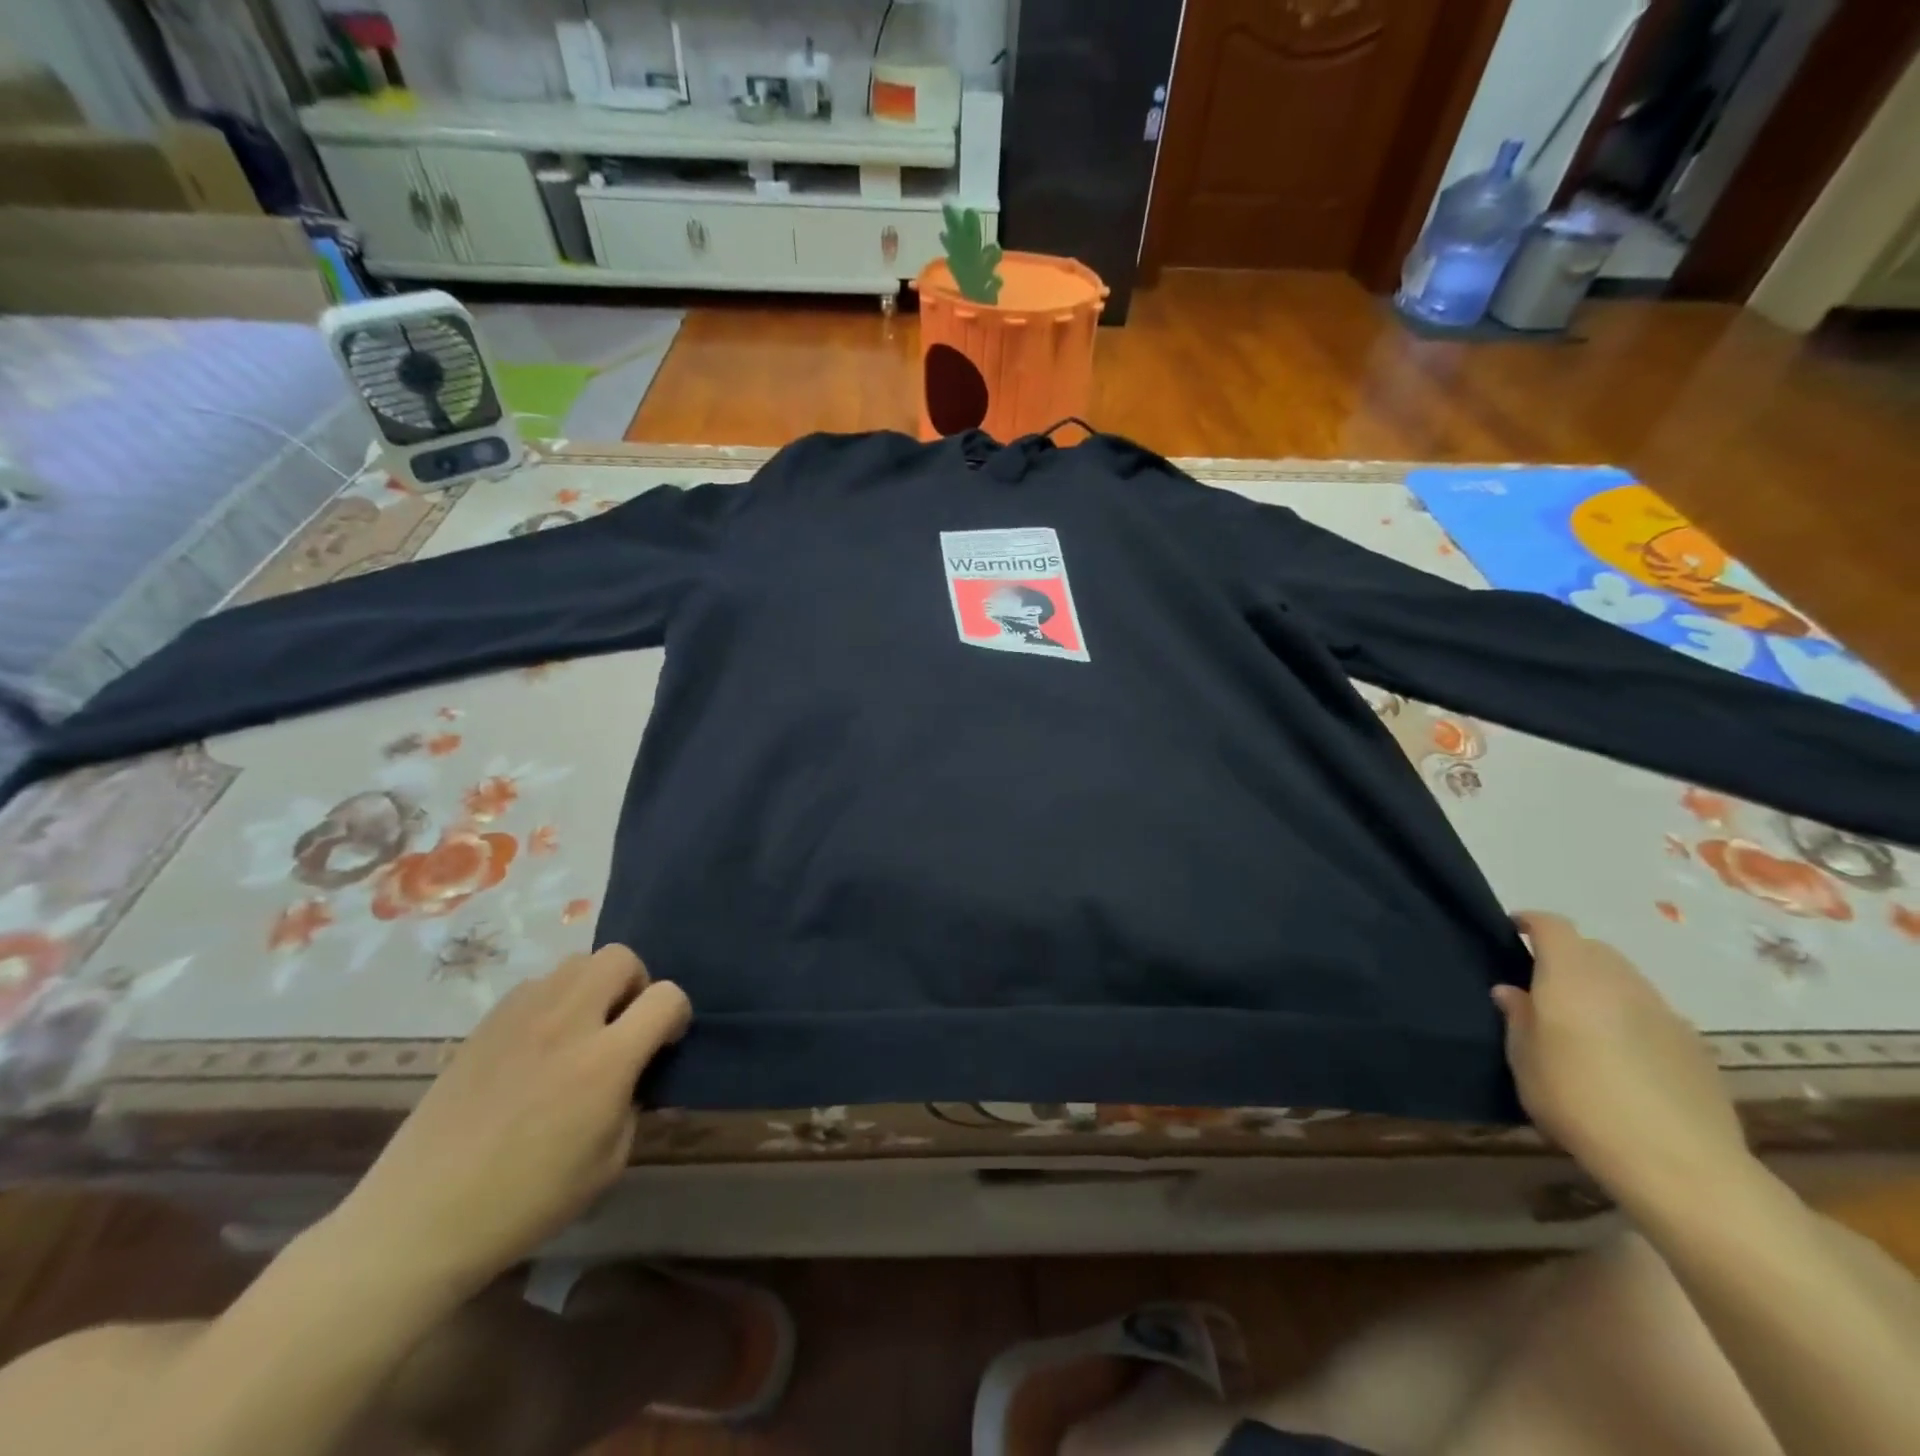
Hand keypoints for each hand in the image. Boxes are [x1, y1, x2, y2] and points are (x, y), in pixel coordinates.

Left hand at [335, 945, 689, 1292]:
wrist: (421, 1218)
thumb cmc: (526, 1202)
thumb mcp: (608, 1163)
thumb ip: (634, 1104)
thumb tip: (636, 1076)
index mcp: (605, 1061)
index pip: (667, 997)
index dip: (676, 1015)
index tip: (664, 1043)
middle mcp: (567, 1022)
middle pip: (620, 958)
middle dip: (635, 983)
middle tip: (623, 1025)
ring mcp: (522, 1016)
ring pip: (577, 962)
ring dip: (593, 986)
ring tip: (581, 1030)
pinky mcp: (486, 1023)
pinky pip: (537, 984)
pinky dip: (553, 1000)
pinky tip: (539, 1043)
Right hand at [1496, 911, 1746, 1193]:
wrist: (1679, 1163)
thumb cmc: (1578, 1101)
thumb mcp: (1524, 1061)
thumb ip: (1518, 1018)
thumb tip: (1513, 991)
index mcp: (1572, 977)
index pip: (1553, 926)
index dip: (1531, 922)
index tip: (1512, 930)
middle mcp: (1620, 982)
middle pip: (1593, 949)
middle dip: (1567, 955)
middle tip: (1542, 983)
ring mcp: (1664, 1012)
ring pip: (1626, 979)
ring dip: (1600, 986)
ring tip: (1582, 1021)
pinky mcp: (1696, 1045)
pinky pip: (1652, 1013)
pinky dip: (1630, 1017)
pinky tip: (1623, 1056)